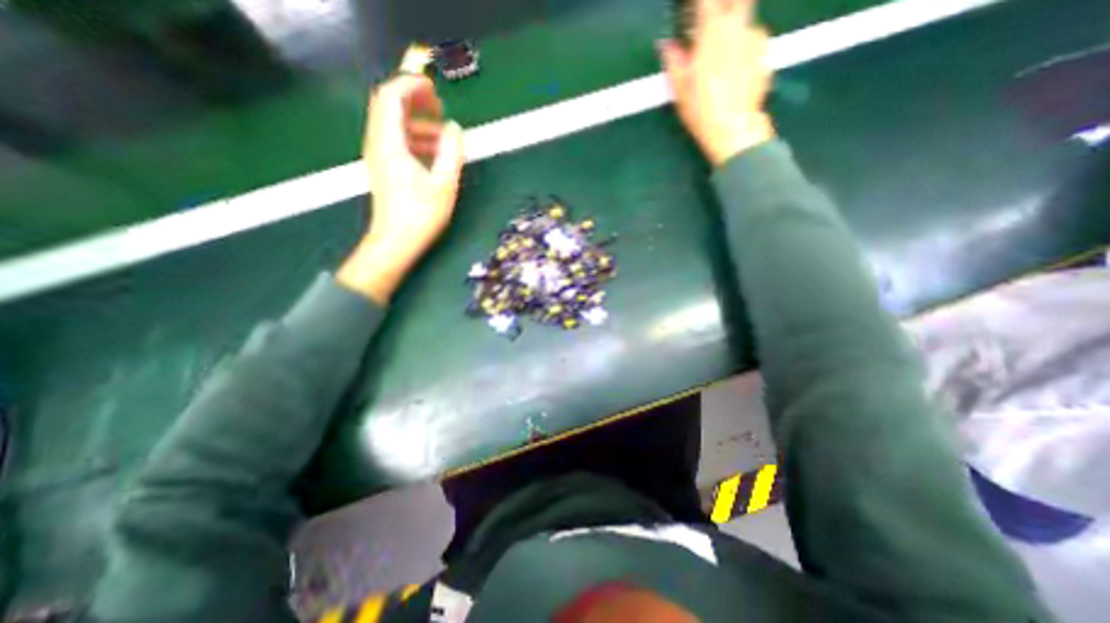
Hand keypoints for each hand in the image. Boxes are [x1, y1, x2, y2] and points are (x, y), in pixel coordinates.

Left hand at [335, 72, 463, 300]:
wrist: (395, 242)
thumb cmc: (421, 215)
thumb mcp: (444, 184)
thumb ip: (451, 152)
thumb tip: (455, 130)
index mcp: (390, 143)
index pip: (392, 96)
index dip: (412, 85)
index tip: (434, 89)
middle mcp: (378, 144)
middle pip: (388, 106)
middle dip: (414, 100)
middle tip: (439, 107)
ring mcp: (379, 156)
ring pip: (393, 125)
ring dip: (417, 122)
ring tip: (442, 135)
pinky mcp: (384, 169)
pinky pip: (395, 142)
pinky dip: (413, 139)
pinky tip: (432, 154)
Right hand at [662, 0, 774, 164]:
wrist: (733, 127)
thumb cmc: (701, 108)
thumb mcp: (680, 88)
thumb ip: (673, 61)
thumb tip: (665, 45)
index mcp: (713, 30)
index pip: (706, 1)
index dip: (699, 4)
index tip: (692, 10)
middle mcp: (738, 25)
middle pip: (736, 1)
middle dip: (721, 9)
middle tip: (709, 27)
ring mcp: (756, 38)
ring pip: (744, 21)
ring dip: (732, 30)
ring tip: (720, 57)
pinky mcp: (765, 53)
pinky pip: (753, 40)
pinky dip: (743, 47)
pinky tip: (734, 69)